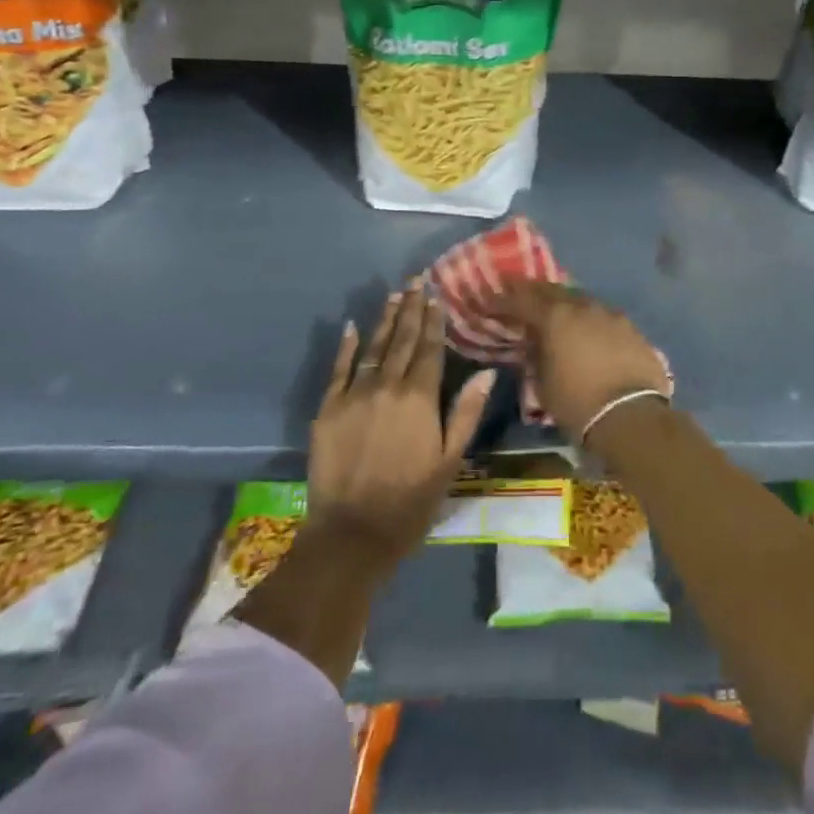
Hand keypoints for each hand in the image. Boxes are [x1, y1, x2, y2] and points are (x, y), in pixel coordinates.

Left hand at [307, 286, 494, 569]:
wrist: (352, 533)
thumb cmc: (410, 501)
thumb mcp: (450, 460)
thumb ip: (466, 412)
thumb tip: (486, 372)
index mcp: (419, 398)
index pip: (429, 349)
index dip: (434, 321)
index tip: (436, 296)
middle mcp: (386, 386)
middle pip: (401, 340)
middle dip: (411, 308)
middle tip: (416, 281)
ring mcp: (354, 395)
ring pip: (373, 348)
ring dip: (385, 319)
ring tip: (394, 295)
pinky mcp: (327, 408)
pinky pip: (338, 369)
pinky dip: (346, 346)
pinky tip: (353, 326)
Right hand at [484, 282, 670, 441]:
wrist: (633, 416)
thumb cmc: (578, 403)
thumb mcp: (542, 384)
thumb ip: (534, 357)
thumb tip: (533, 343)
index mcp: (555, 317)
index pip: (521, 299)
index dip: (503, 300)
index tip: (490, 301)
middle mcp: (582, 306)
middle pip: (552, 290)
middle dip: (532, 291)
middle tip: (518, 293)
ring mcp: (610, 314)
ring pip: (580, 299)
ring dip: (563, 302)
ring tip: (553, 311)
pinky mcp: (631, 328)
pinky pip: (602, 315)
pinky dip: (588, 318)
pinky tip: (586, 329)